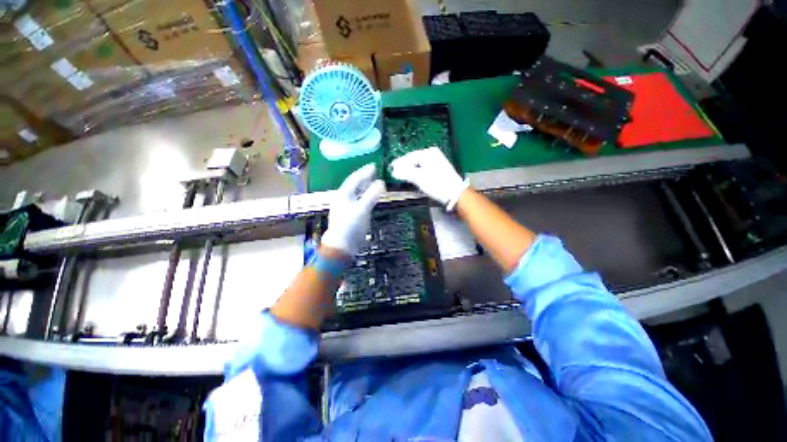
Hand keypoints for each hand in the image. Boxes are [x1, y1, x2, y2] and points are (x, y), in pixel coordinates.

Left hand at [321, 164, 385, 255]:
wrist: (341, 245)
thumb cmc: (351, 226)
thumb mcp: (362, 209)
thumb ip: (372, 195)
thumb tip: (381, 182)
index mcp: (343, 194)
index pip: (355, 178)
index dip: (365, 172)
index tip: (374, 166)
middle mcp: (342, 198)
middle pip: (354, 185)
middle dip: (364, 178)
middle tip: (374, 173)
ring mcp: (344, 207)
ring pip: (356, 193)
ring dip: (364, 187)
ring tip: (373, 183)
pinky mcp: (348, 215)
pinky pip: (357, 201)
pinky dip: (364, 197)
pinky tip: (369, 198)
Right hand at [389, 147, 468, 210]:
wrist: (454, 193)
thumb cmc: (436, 183)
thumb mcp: (418, 177)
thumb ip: (405, 173)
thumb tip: (393, 172)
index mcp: (428, 153)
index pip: (409, 157)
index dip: (399, 163)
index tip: (390, 169)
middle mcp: (432, 154)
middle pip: (413, 160)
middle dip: (404, 167)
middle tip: (394, 173)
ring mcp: (436, 161)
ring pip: (418, 165)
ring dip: (410, 171)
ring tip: (401, 176)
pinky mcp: (438, 169)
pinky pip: (423, 169)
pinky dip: (417, 173)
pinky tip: (412, 178)